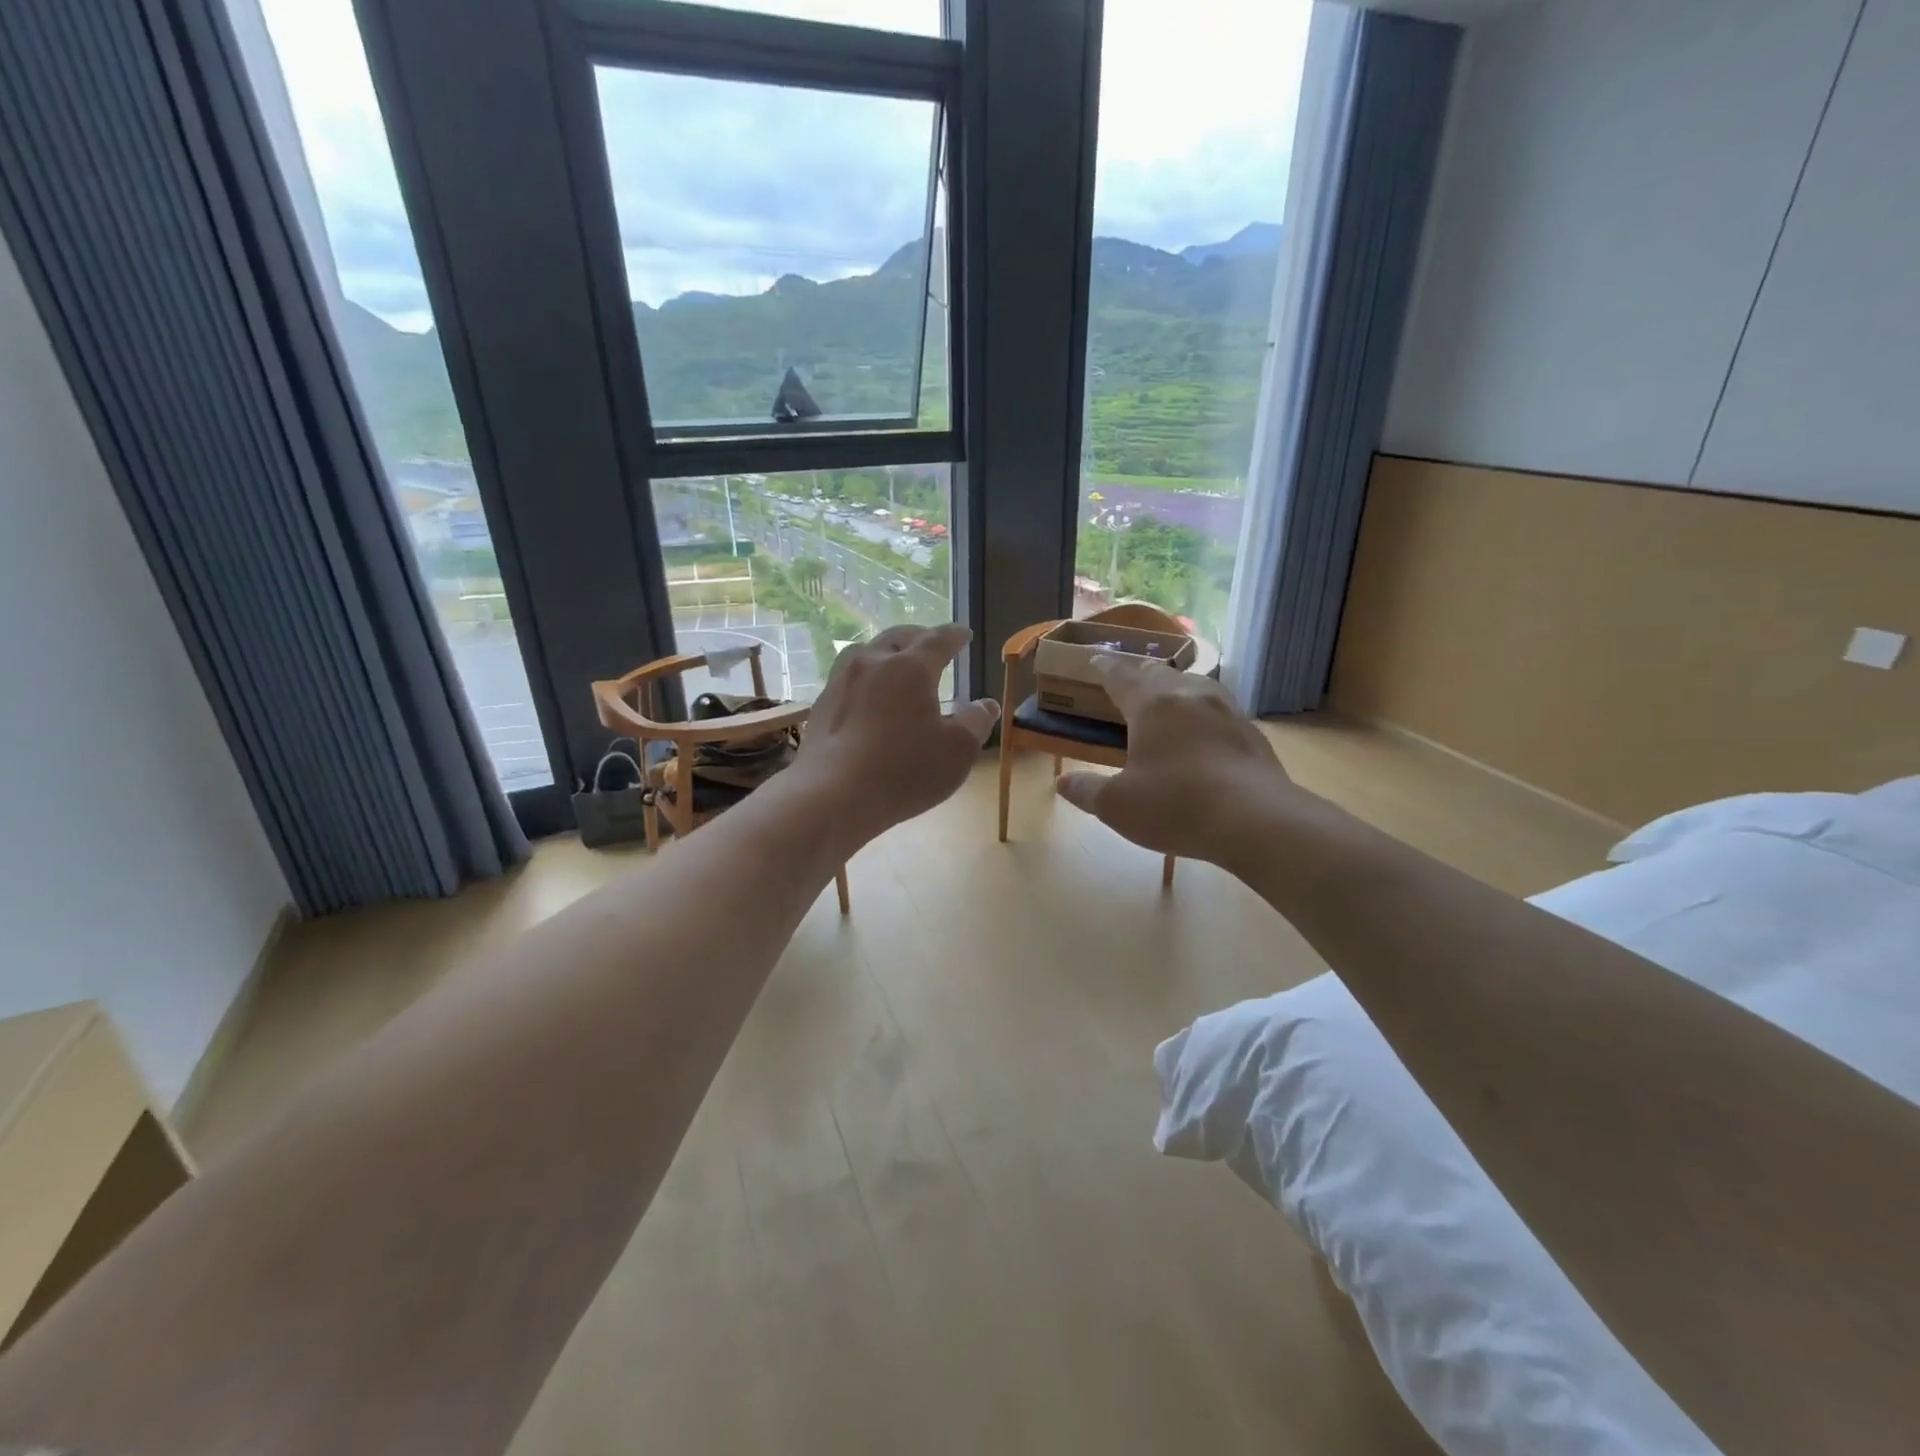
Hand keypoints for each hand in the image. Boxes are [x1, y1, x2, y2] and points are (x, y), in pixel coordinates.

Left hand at [792, 624, 998, 848]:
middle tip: (932, 643)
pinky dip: (866, 678)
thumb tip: (986, 704)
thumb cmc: (904, 770)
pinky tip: (868, 696)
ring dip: (887, 652)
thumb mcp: (957, 751)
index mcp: (910, 668)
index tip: (964, 634)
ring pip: (867, 652)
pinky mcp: (821, 706)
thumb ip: (975, 722)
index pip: (938, 640)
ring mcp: (842, 682)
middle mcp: (873, 663)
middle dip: (919, 637)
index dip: (955, 635)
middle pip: (898, 637)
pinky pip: (849, 678)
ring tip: (896, 662)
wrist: (833, 795)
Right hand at [1055, 654, 1296, 862]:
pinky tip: (1201, 732)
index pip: (1120, 675)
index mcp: (1151, 704)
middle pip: (1158, 672)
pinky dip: (1199, 712)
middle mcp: (1189, 694)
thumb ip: (1087, 790)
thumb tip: (1062, 782)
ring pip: (1192, 685)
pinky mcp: (1250, 730)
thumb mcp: (1118, 806)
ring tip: (1165, 700)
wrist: (1257, 820)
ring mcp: (1225, 709)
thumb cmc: (1177, 806)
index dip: (1104, 667)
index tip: (1095, 659)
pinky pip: (1216, 708)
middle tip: (1127, 680)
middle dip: (1138, 673)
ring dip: (1173, 688)